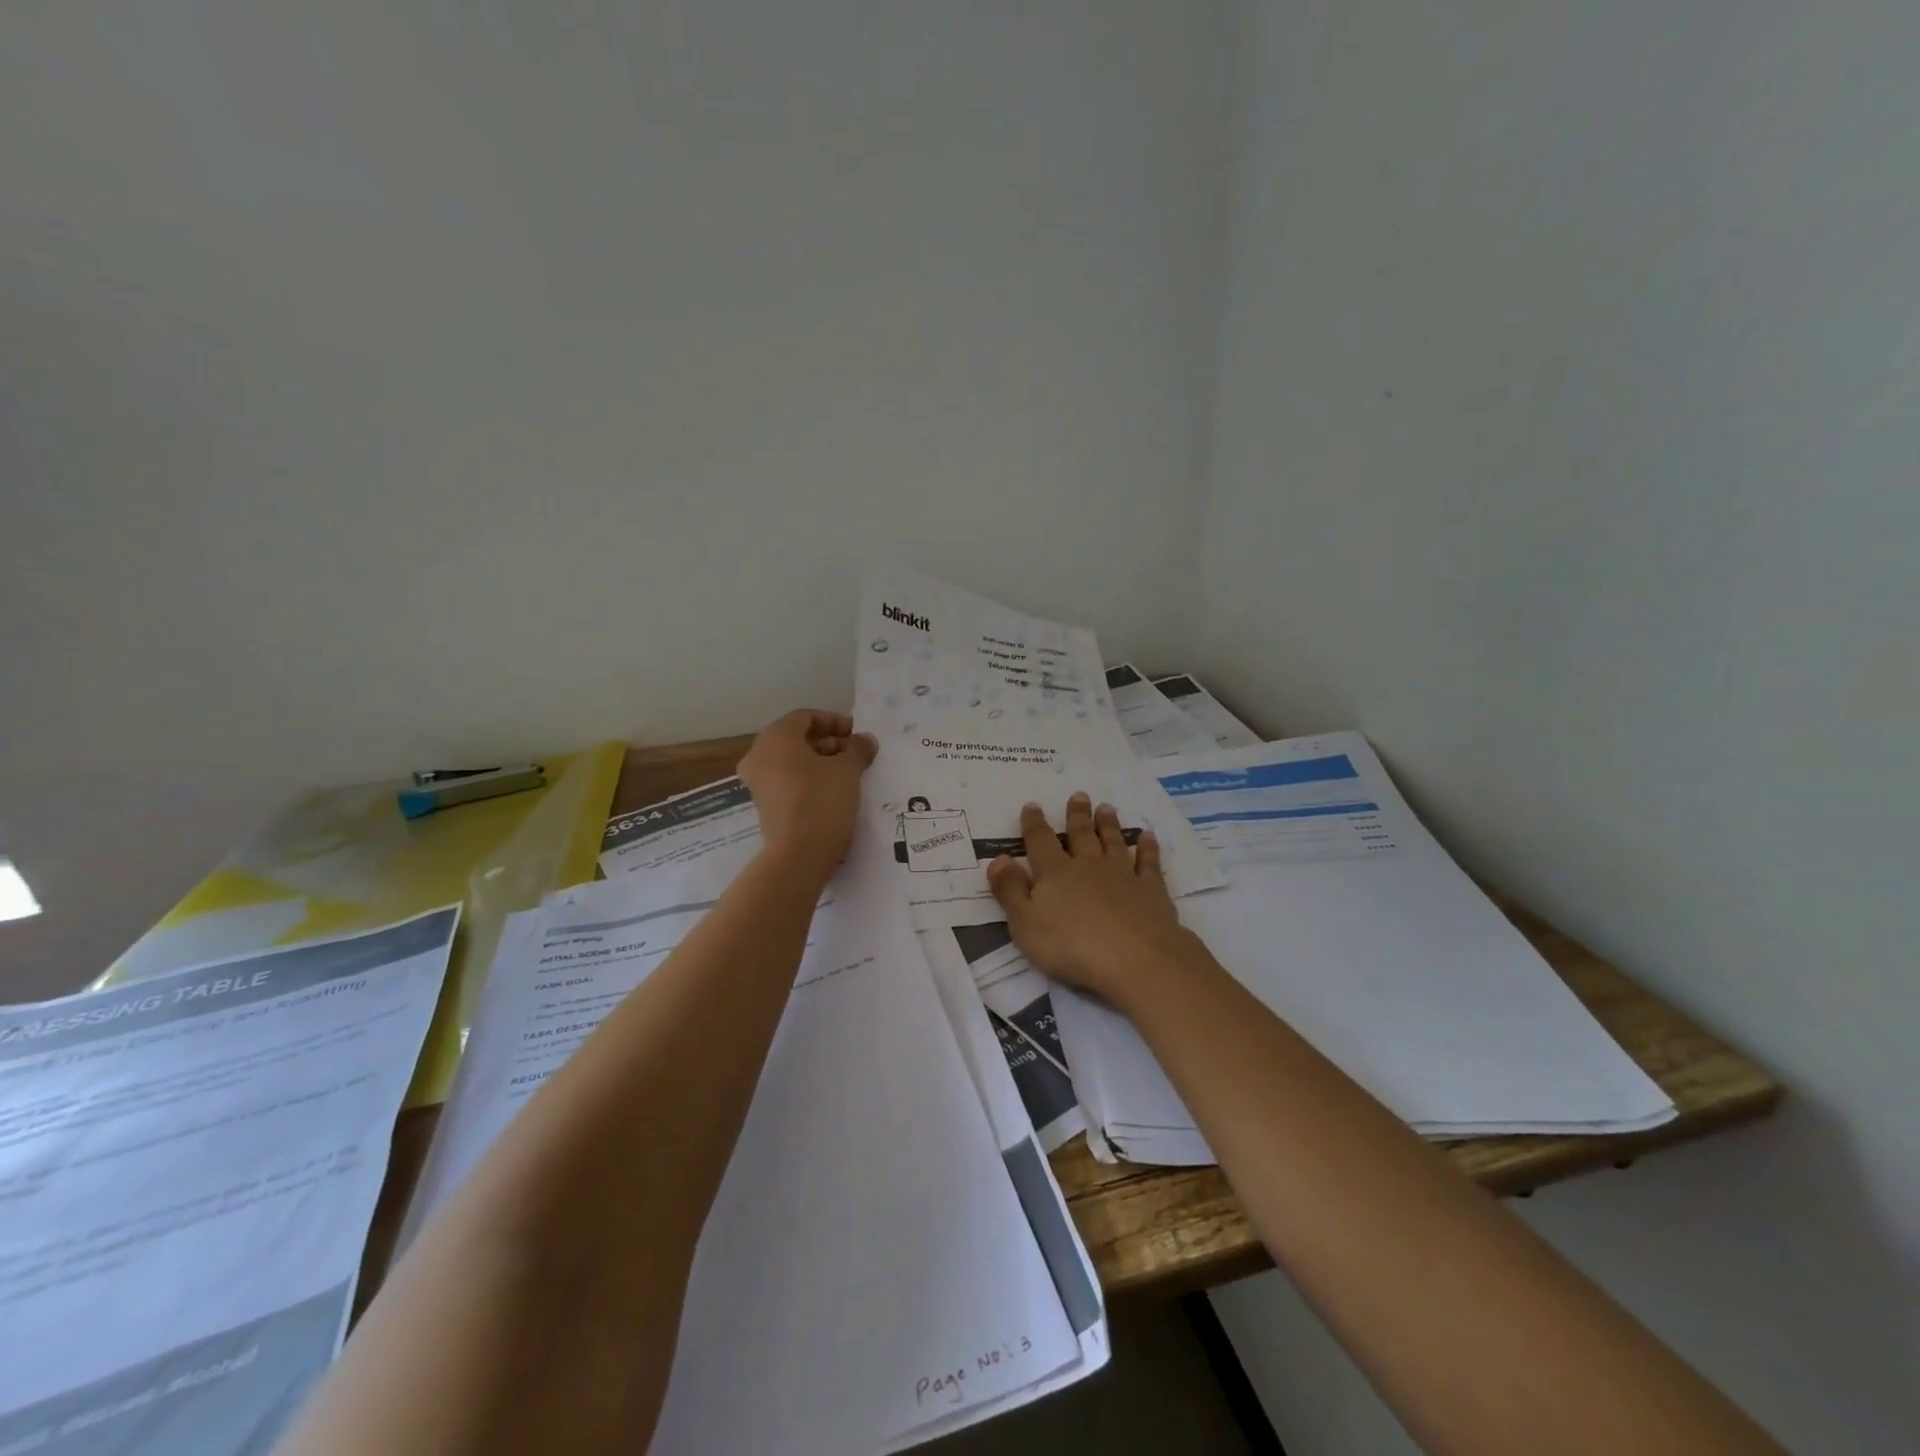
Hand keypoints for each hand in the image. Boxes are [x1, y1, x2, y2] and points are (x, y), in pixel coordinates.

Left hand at [738, 710, 877, 878]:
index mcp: (776, 737)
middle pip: (797, 739)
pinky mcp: (764, 805)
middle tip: (856, 753)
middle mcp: (759, 755)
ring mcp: (758, 782)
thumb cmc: (822, 799)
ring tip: (850, 773)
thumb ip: (858, 748)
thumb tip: (865, 740)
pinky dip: (809, 779)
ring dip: (821, 762)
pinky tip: (834, 791)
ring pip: (792, 761)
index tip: (857, 733)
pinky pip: (788, 781)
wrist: (799, 853)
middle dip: (829, 743)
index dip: (834, 721)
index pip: (806, 717)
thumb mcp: (848, 769)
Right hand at [987, 793, 1197, 1005]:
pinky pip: (1148, 863)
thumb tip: (999, 859)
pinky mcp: (1151, 890)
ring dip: (1109, 825)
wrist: (1136, 959)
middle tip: (1079, 796)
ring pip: (1113, 842)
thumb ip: (1010, 890)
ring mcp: (1123, 875)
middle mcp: (1089, 866)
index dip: (1034, 824)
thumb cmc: (1071, 946)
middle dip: (1077, 815)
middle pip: (1081, 835)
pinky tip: (1148, 837)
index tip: (1033, 806)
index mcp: (1055, 873)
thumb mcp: (1025, 923)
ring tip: (1107, 808)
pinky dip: (1148, 848)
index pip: (1040, 841)